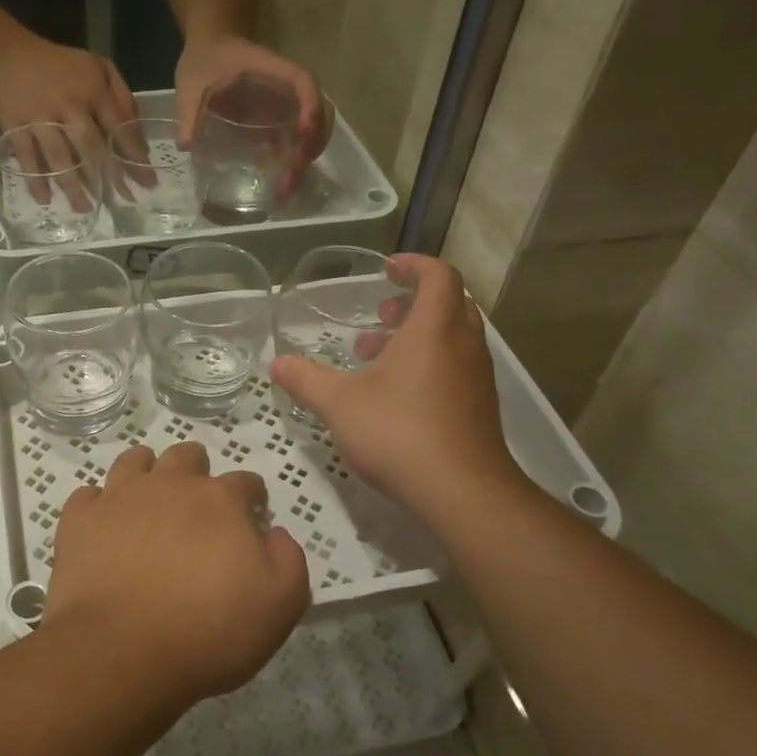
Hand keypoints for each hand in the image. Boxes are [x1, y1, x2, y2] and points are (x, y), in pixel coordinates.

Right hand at [0, 31, 137, 206]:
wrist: (4, 51)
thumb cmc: (58, 64)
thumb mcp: (97, 66)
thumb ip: (121, 95)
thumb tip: (137, 131)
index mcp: (92, 91)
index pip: (119, 127)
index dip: (134, 155)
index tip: (147, 181)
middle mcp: (68, 106)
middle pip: (91, 147)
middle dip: (108, 176)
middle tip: (122, 201)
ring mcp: (40, 117)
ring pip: (59, 156)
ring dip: (73, 185)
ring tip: (85, 208)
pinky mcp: (14, 125)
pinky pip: (26, 156)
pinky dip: (35, 178)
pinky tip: (45, 199)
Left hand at [40, 442, 310, 705]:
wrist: (122, 652)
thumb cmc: (209, 631)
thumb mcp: (280, 604)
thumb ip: (288, 560)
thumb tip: (274, 534)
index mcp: (220, 501)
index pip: (245, 482)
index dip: (252, 497)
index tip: (251, 516)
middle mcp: (169, 486)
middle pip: (186, 457)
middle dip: (197, 470)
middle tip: (197, 500)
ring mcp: (119, 498)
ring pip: (134, 461)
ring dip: (146, 470)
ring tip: (148, 495)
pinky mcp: (80, 521)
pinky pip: (88, 495)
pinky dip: (98, 504)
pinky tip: (103, 522)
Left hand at [175, 34, 330, 201]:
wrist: (209, 48)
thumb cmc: (204, 59)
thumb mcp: (191, 82)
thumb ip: (188, 110)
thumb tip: (186, 144)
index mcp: (272, 70)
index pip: (303, 83)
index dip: (309, 106)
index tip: (303, 132)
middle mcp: (287, 89)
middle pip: (318, 114)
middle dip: (309, 147)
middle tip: (288, 180)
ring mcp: (285, 106)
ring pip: (311, 132)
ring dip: (303, 161)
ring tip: (283, 192)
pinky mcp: (277, 121)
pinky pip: (293, 142)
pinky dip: (291, 163)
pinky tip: (278, 187)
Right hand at [269, 255, 527, 522]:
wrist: (460, 490)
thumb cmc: (398, 432)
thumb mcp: (339, 403)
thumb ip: (306, 380)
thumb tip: (277, 363)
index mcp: (435, 328)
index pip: (438, 275)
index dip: (414, 265)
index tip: (387, 269)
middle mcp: (464, 344)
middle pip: (449, 304)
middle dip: (412, 302)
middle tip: (380, 312)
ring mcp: (477, 377)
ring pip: (452, 337)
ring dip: (417, 335)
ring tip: (376, 354)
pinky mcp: (479, 406)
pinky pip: (455, 366)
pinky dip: (428, 362)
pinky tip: (394, 393)